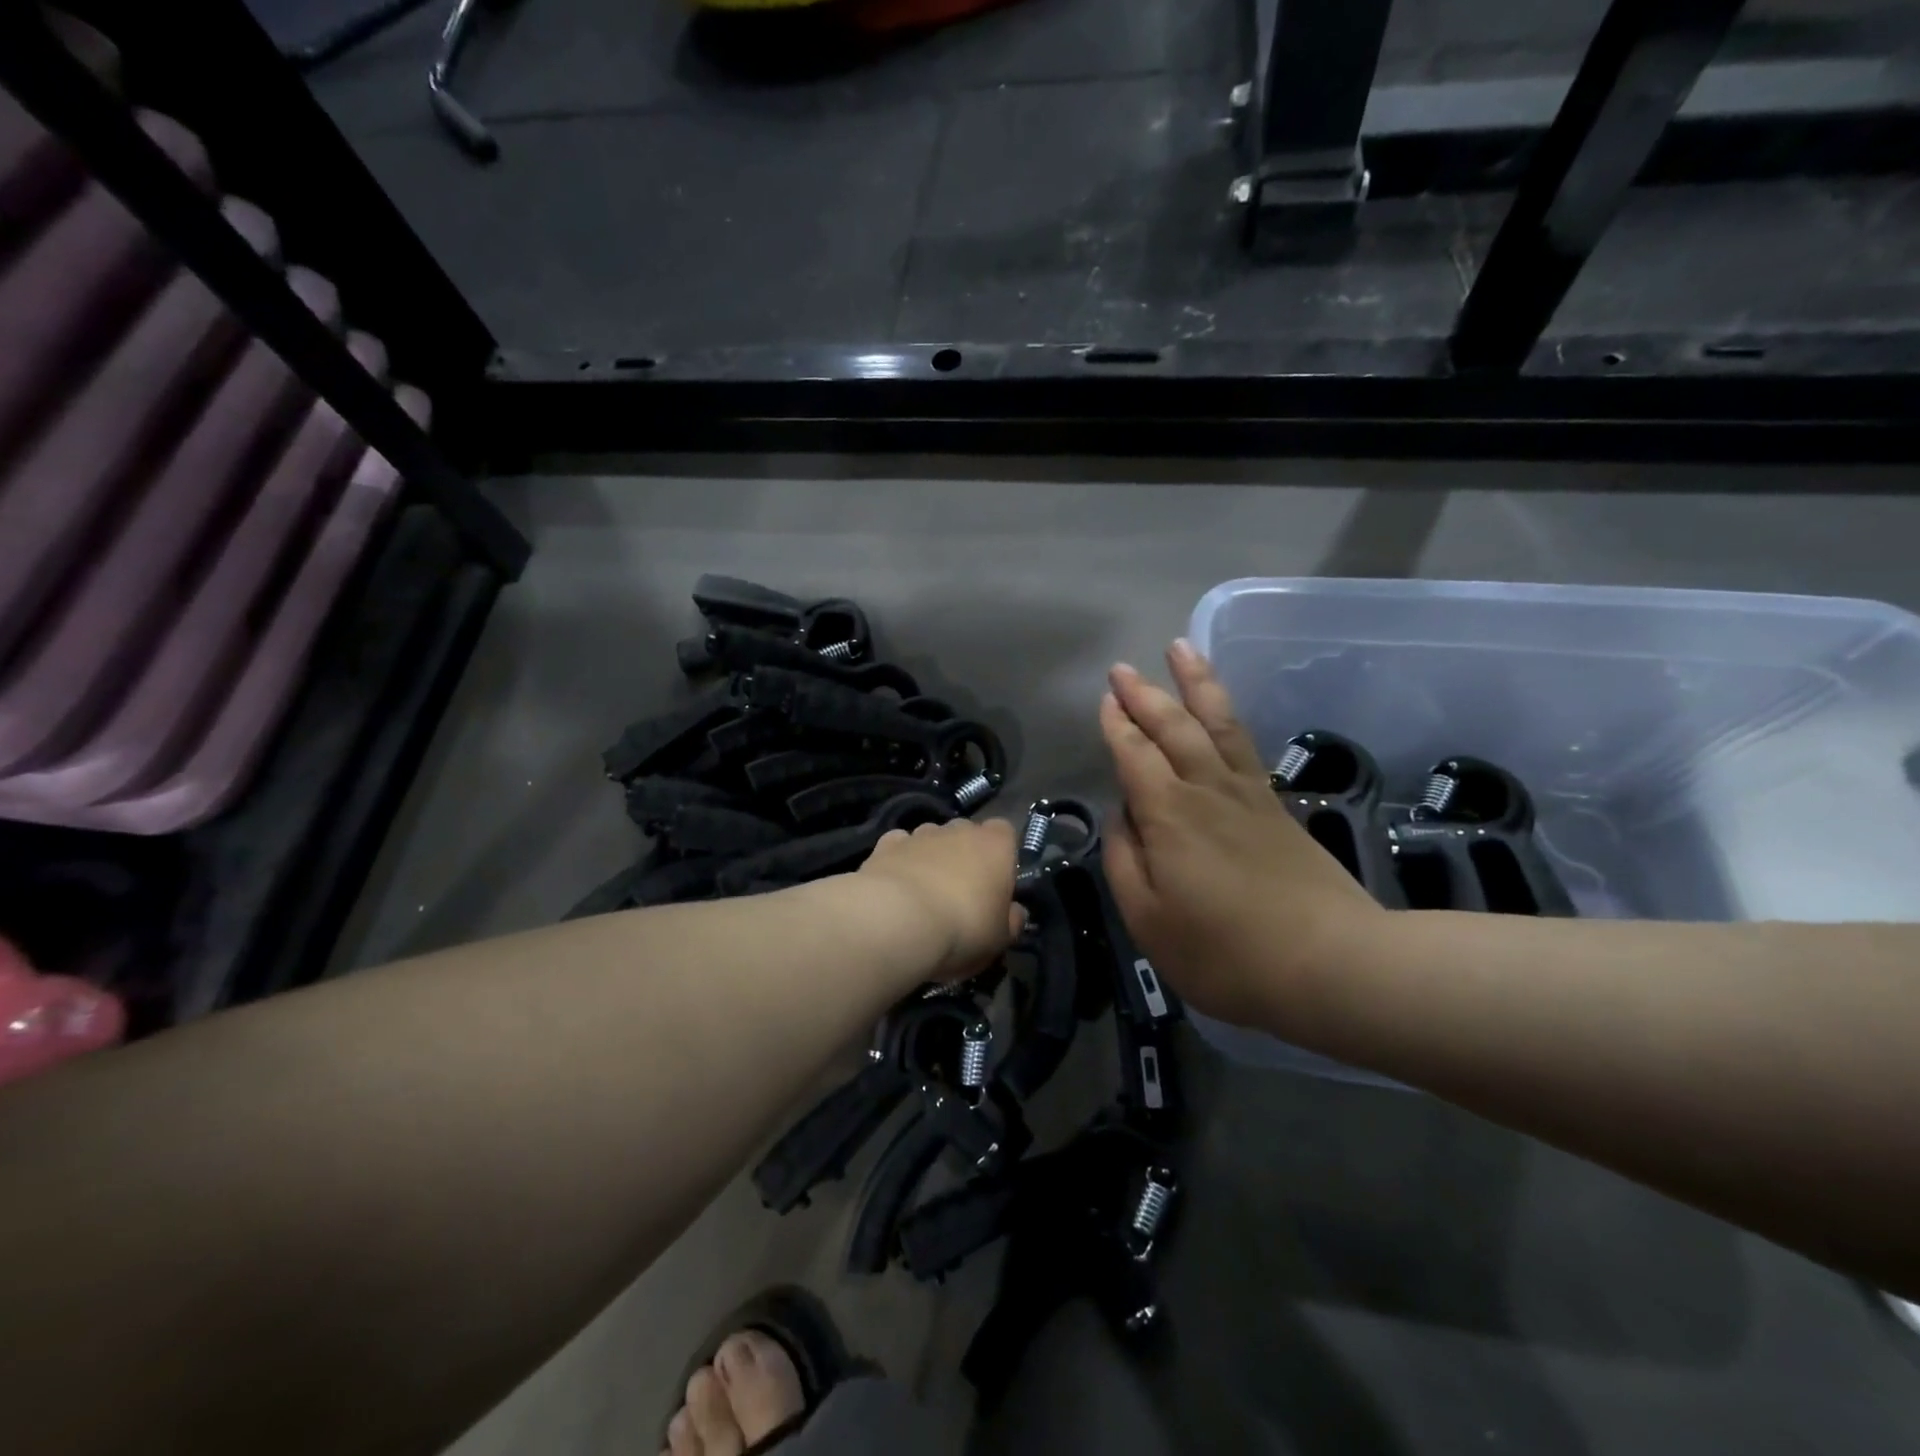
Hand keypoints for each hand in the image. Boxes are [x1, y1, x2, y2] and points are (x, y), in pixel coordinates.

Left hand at [857, 818, 1023, 983]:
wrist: (896, 921)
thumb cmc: (962, 928)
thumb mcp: (1000, 939)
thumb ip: (1012, 920)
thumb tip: (1015, 912)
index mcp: (995, 845)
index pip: (1005, 832)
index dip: (1001, 855)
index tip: (996, 883)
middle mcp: (958, 830)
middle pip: (966, 833)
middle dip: (964, 854)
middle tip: (960, 893)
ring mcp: (920, 834)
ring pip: (931, 838)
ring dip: (931, 857)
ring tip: (923, 892)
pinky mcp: (885, 845)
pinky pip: (899, 846)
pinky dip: (899, 860)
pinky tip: (896, 884)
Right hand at [1099, 641, 1384, 1029]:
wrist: (1332, 963)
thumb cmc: (1226, 952)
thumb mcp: (1149, 920)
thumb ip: (1124, 862)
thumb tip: (1122, 817)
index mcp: (1168, 814)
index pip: (1134, 755)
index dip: (1116, 726)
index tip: (1104, 699)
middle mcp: (1206, 789)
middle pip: (1173, 727)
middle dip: (1144, 694)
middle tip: (1122, 668)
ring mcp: (1247, 794)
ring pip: (1216, 722)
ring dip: (1195, 683)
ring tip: (1181, 648)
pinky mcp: (1276, 807)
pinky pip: (1245, 744)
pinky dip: (1228, 716)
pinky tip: (1222, 712)